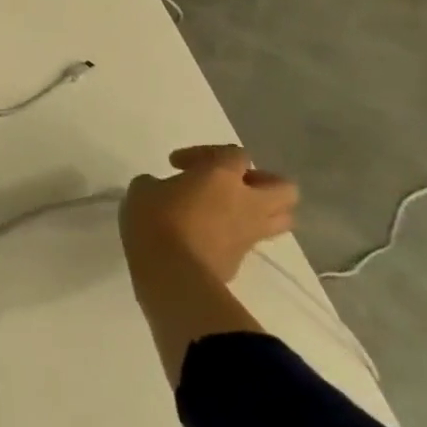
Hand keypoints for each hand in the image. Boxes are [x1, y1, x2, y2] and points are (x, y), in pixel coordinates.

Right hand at [120, 144, 298, 282]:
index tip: (176, 165)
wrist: (172, 273)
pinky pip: (251, 241)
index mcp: (222, 176)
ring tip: (229, 210)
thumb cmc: (156, 220)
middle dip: (261, 182)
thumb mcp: (143, 190)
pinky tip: (207, 234)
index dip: (207, 154)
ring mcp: (250, 234)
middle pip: (283, 187)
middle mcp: (247, 202)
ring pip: (281, 219)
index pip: (235, 153)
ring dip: (261, 210)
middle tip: (229, 184)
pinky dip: (236, 234)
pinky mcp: (243, 260)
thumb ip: (159, 183)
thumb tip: (164, 190)